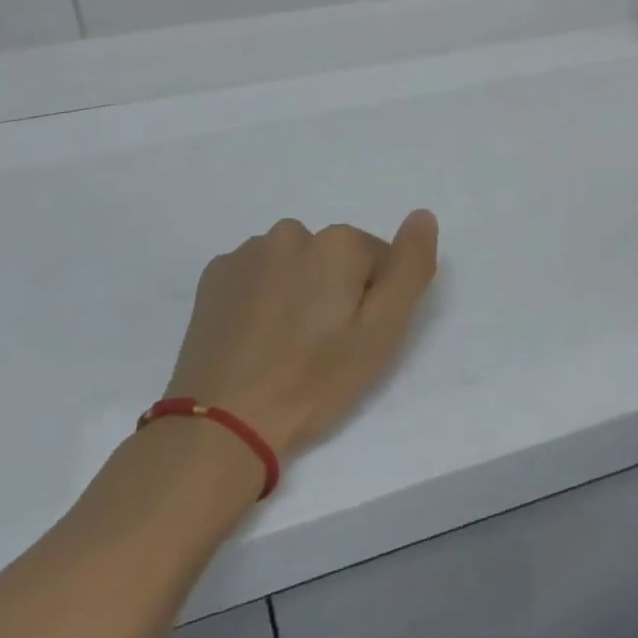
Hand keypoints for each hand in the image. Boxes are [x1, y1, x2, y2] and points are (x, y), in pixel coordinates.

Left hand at [164, 212, 438, 457]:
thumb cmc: (314, 380)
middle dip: (334, 290)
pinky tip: (254, 336)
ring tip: (285, 345)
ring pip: (293, 263)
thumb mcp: (382, 331)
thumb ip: (409, 267)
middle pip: (333, 257)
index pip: (378, 259)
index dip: (373, 300)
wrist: (222, 422)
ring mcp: (248, 251)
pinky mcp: (215, 274)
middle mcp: (292, 232)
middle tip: (322, 346)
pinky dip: (261, 296)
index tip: (355, 339)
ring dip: (297, 290)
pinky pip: (256, 275)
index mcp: (337, 242)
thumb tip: (422, 215)